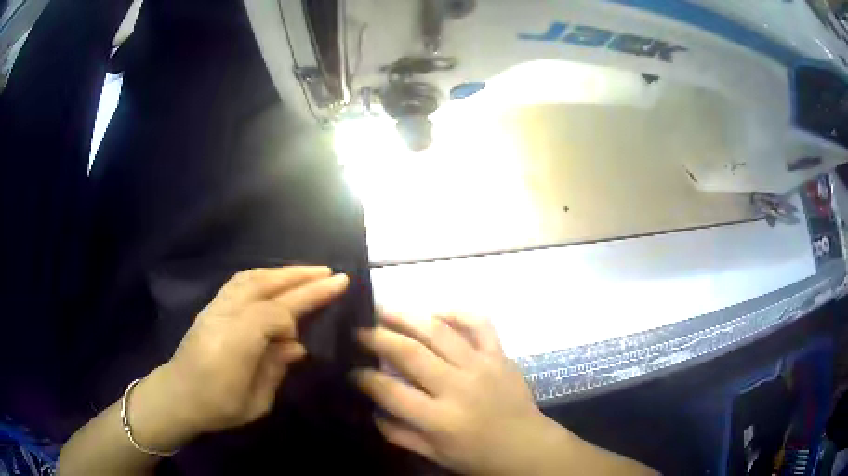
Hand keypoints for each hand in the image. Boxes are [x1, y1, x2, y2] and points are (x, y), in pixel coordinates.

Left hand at [148, 266, 348, 441]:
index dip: (304, 305)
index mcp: (236, 343)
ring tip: (310, 272)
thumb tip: (296, 345)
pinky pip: (239, 281)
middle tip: (333, 274)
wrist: (177, 396)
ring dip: (284, 271)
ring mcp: (216, 307)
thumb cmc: (218, 406)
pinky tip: (277, 278)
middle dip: (302, 277)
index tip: (333, 295)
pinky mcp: (211, 306)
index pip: (275, 313)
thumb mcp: (255, 402)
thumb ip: (276, 368)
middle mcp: (225, 316)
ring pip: (252, 277)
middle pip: (266, 286)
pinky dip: (263, 275)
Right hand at [354, 313, 565, 475]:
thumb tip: (373, 409)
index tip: (352, 371)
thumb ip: (399, 433)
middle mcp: (457, 387)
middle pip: (409, 353)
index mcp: (439, 419)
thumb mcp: (434, 454)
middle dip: (377, 338)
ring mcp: (481, 366)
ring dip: (407, 317)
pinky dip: (457, 313)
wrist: (527, 447)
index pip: (390, 391)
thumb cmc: (478, 456)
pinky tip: (437, 312)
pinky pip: (479, 325)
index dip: (364, 378)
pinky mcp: (500, 356)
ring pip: (438, 332)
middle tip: (359, 331)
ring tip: (385, 310)